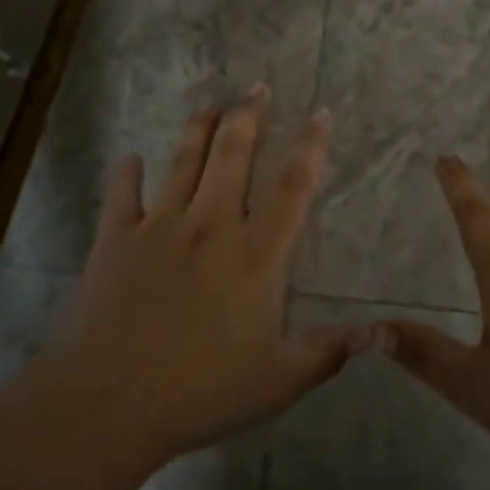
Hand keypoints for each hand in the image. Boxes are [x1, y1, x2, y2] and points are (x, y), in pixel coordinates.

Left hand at [43, 88, 366, 472]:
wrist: (111, 402)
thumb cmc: (202, 391)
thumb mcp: (279, 380)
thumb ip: (328, 352)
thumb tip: (378, 334)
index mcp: (255, 254)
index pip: (292, 187)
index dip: (310, 146)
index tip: (320, 112)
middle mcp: (211, 226)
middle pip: (233, 156)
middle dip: (249, 116)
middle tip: (257, 87)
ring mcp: (160, 227)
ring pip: (183, 162)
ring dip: (198, 128)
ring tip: (210, 102)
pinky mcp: (116, 240)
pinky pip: (123, 196)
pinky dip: (127, 175)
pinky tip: (130, 158)